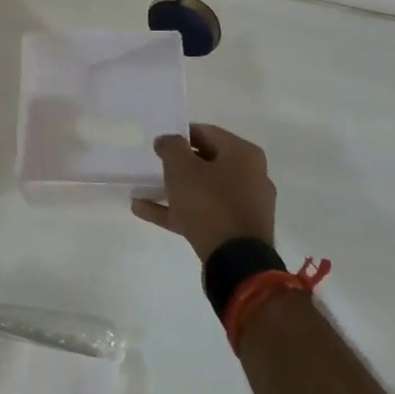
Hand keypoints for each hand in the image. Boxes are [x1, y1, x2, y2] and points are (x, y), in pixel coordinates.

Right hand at [132, 123, 276, 261]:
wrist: (236, 261)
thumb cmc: (209, 203)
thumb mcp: (181, 167)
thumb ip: (171, 146)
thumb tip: (167, 140)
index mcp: (243, 154)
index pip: (207, 133)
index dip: (180, 134)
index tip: (159, 143)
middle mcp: (250, 175)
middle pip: (207, 162)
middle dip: (178, 164)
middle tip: (155, 164)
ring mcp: (245, 205)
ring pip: (204, 190)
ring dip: (174, 189)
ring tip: (143, 190)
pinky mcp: (236, 230)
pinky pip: (203, 213)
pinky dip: (178, 211)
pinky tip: (145, 210)